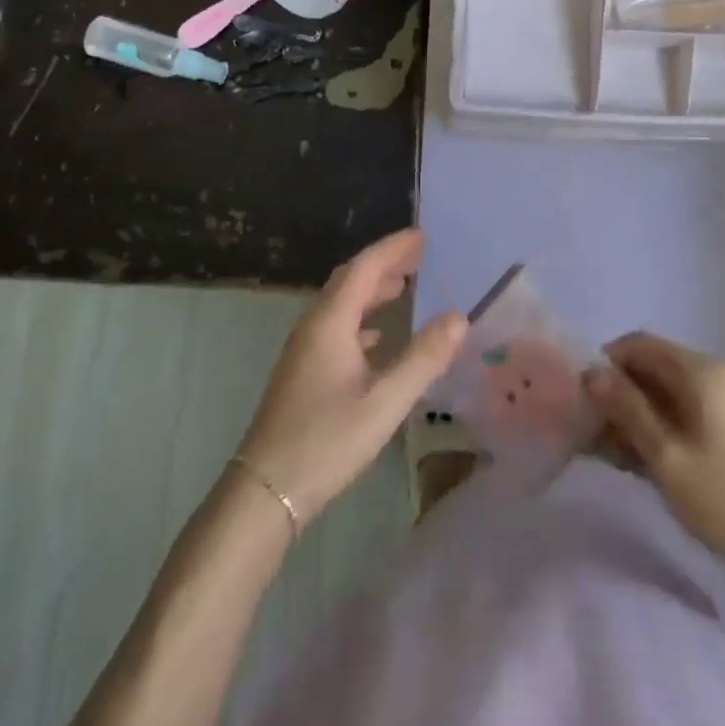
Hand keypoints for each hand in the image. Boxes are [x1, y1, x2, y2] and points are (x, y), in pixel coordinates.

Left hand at [235, 229, 466, 524]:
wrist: (265, 489)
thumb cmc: (327, 440)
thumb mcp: (385, 401)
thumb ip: (424, 358)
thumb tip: (459, 317)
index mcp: (330, 322)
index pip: (364, 268)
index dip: (393, 249)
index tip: (422, 235)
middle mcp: (314, 326)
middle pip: (350, 280)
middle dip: (384, 264)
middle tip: (419, 256)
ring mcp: (304, 349)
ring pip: (341, 304)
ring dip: (372, 290)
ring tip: (404, 286)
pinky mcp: (302, 371)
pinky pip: (336, 327)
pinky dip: (361, 319)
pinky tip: (377, 336)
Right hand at [583, 331, 724, 589]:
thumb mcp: (668, 457)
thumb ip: (627, 410)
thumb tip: (591, 372)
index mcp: (698, 370)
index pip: (637, 343)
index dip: (606, 365)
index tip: (585, 403)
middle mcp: (715, 373)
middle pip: (653, 366)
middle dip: (620, 395)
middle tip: (596, 437)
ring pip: (669, 393)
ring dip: (640, 416)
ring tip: (620, 458)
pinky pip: (689, 413)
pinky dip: (665, 429)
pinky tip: (655, 466)